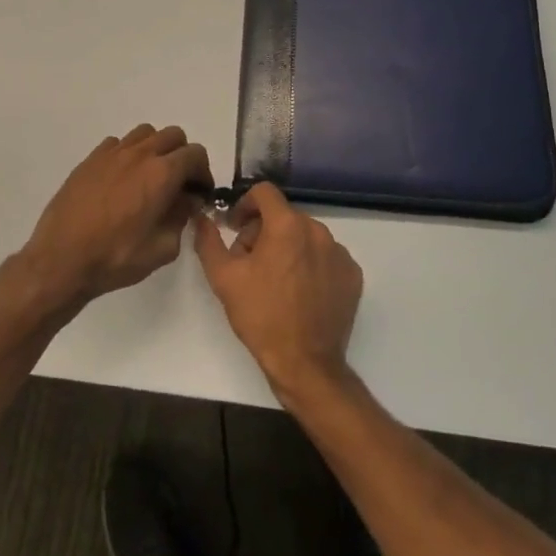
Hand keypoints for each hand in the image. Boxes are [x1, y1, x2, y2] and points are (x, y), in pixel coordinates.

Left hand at [22, 125, 211, 304]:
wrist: (61, 260)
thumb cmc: (116, 258)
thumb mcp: (162, 248)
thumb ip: (181, 218)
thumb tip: (187, 201)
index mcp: (162, 174)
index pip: (195, 154)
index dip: (203, 173)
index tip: (198, 193)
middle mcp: (139, 154)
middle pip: (173, 136)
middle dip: (182, 156)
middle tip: (178, 184)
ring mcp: (112, 154)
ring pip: (145, 133)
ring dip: (155, 149)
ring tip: (149, 177)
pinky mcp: (90, 160)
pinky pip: (117, 144)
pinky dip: (128, 154)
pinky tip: (121, 180)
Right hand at [195, 183, 362, 399]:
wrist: (305, 363)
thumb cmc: (261, 316)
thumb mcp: (223, 278)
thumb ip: (209, 241)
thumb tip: (202, 218)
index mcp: (287, 225)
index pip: (264, 192)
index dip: (245, 204)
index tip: (235, 227)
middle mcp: (318, 230)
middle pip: (284, 216)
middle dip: (263, 231)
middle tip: (249, 262)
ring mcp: (339, 253)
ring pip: (306, 235)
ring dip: (287, 247)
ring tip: (274, 280)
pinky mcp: (352, 274)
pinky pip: (326, 256)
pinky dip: (310, 264)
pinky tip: (299, 291)